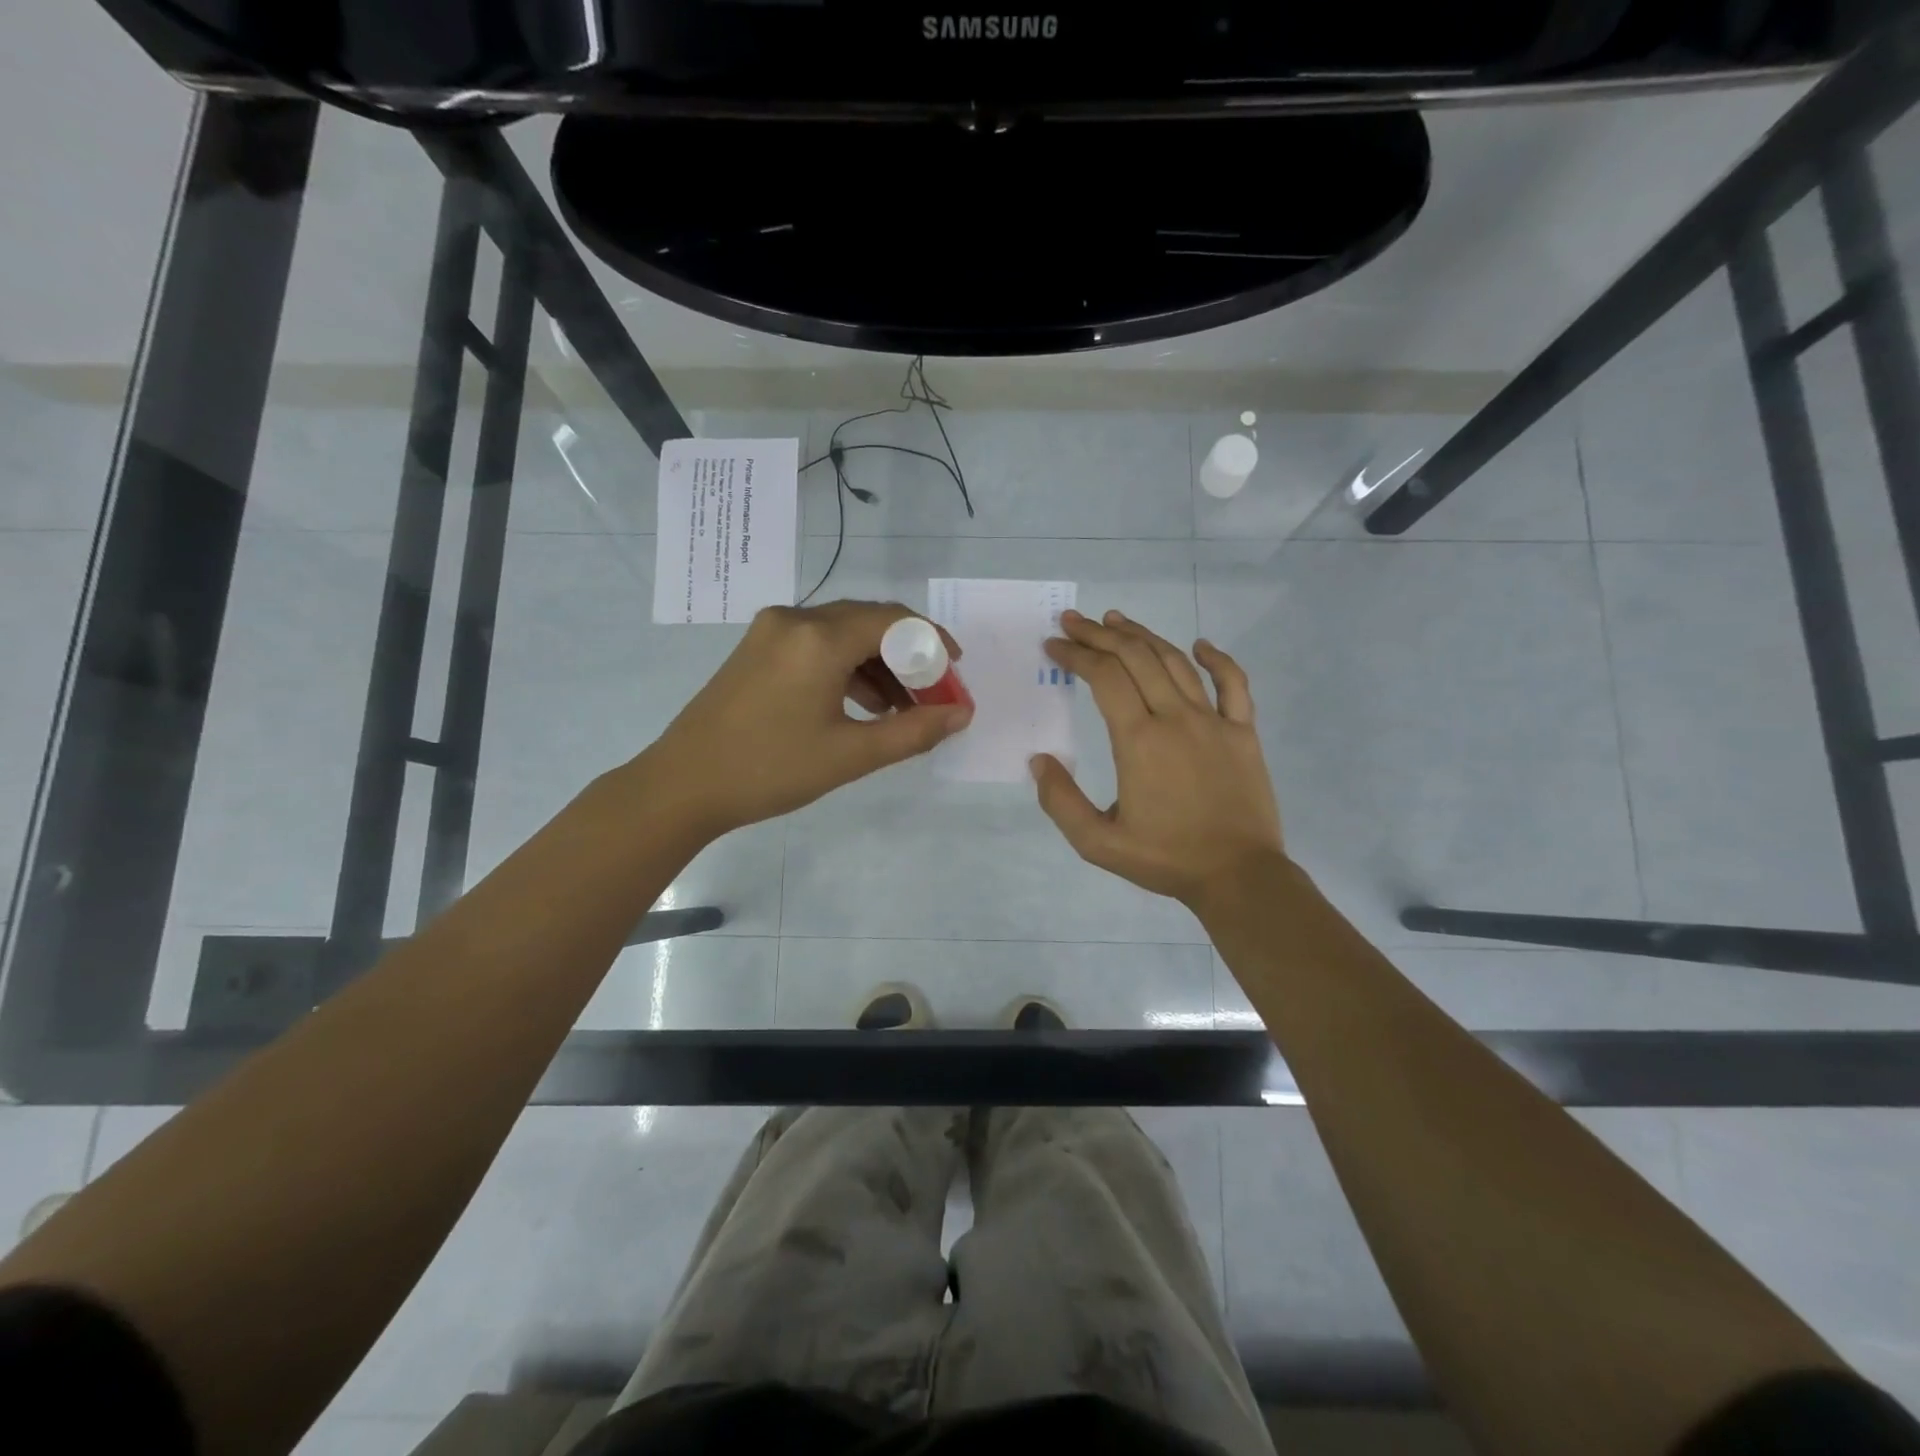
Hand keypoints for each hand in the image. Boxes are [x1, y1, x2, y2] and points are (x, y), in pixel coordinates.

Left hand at [641, 600, 972, 840]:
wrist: (683, 785)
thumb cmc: (770, 769)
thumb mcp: (850, 755)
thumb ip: (913, 731)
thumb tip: (962, 714)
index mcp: (818, 638)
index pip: (893, 620)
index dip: (932, 641)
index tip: (954, 671)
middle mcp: (795, 619)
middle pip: (869, 622)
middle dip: (906, 655)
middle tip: (931, 694)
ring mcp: (771, 631)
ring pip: (842, 633)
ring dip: (877, 664)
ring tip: (898, 709)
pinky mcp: (757, 648)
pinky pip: (816, 644)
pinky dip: (846, 667)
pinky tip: (859, 705)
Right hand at [1033, 609, 1282, 907]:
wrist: (1238, 875)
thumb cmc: (1165, 858)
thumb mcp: (1097, 843)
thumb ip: (1061, 801)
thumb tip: (1038, 761)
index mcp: (1139, 740)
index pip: (1103, 678)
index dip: (1076, 655)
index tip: (1054, 645)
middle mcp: (1175, 718)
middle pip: (1135, 659)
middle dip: (1100, 634)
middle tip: (1074, 622)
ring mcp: (1214, 721)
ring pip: (1176, 663)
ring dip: (1144, 636)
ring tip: (1117, 620)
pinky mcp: (1244, 732)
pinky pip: (1234, 684)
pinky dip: (1217, 659)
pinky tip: (1200, 645)